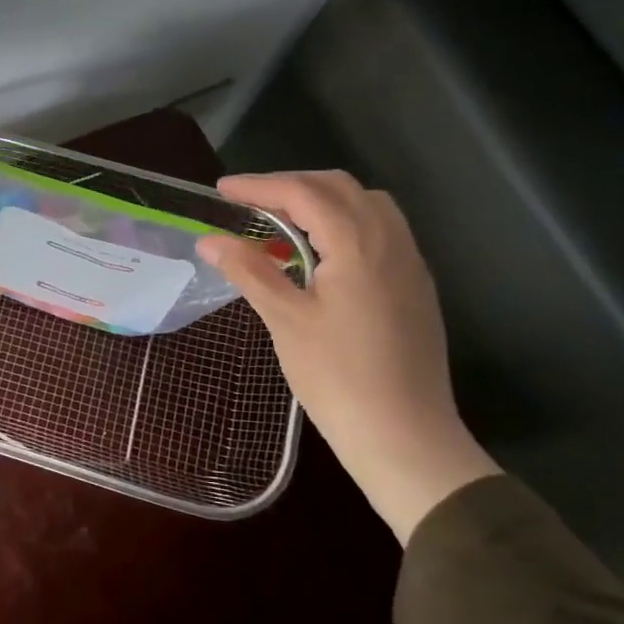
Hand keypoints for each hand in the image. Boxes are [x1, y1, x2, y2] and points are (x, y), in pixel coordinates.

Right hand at [199, 171, 499, 542]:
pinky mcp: (415, 287)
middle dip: (292, 185)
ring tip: (283, 220)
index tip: (222, 190)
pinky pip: (381, 230)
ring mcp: (409, 265)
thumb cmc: (338, 377)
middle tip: (249, 201)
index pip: (305, 193)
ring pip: (367, 205)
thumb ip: (249, 270)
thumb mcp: (285, 319)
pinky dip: (345, 222)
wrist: (405, 438)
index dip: (260, 185)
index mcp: (358, 246)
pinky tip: (319, 253)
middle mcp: (391, 243)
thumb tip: (209, 239)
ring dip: (322, 200)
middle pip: (341, 188)